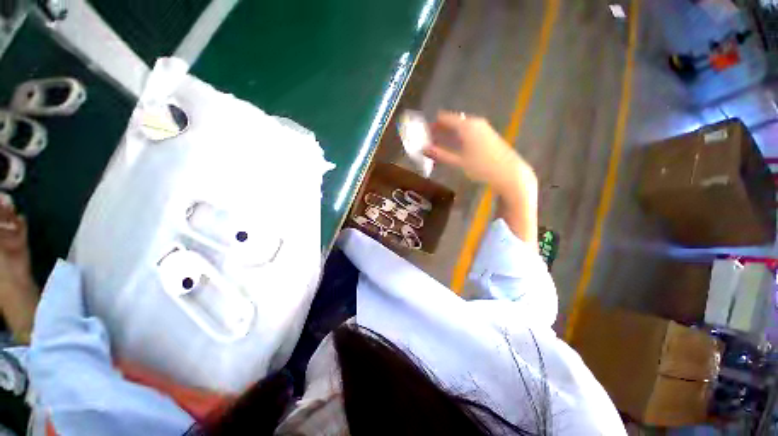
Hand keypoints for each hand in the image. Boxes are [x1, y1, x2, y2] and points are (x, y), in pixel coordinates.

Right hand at [423, 111, 537, 243]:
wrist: (509, 173)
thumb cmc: (481, 167)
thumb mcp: (458, 161)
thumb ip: (440, 154)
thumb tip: (423, 149)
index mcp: (466, 125)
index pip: (445, 118)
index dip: (433, 123)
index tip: (423, 131)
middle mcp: (475, 122)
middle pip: (453, 121)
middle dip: (440, 129)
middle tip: (429, 139)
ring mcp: (484, 128)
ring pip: (461, 126)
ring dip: (450, 133)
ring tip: (439, 143)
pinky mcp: (489, 135)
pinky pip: (469, 130)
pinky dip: (459, 136)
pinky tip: (455, 145)